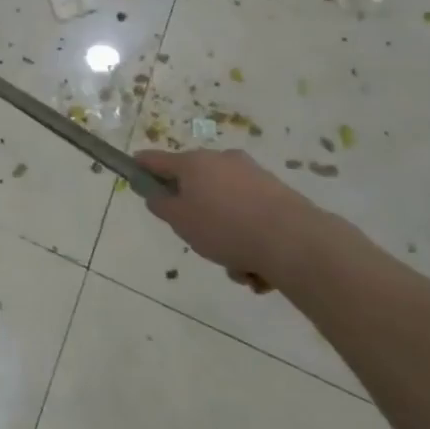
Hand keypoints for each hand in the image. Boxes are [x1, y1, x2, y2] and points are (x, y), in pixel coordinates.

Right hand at [132, 148, 345, 291]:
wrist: (296, 241)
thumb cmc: (225, 227)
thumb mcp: (180, 221)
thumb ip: (161, 205)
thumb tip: (157, 194)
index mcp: (194, 163)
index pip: (157, 160)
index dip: (142, 167)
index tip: (133, 173)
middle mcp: (222, 161)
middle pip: (196, 186)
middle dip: (196, 215)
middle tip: (199, 242)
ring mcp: (253, 176)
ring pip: (226, 207)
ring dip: (226, 235)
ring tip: (237, 268)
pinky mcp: (279, 195)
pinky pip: (251, 217)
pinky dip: (250, 239)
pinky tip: (258, 268)